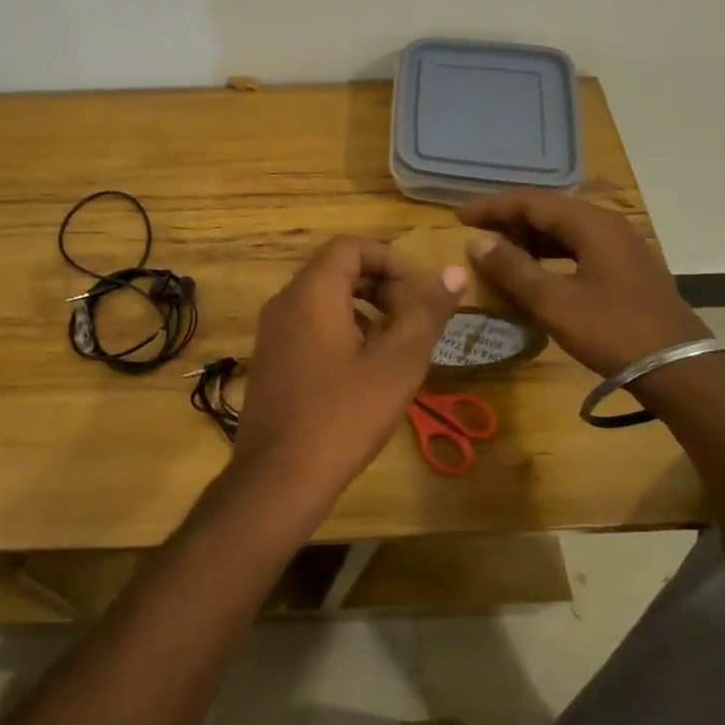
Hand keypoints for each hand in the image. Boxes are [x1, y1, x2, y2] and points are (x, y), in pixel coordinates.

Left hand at [235, 236, 465, 499]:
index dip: (390, 260)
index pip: (350, 247)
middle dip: (380, 286)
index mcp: (311, 292)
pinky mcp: (270, 360)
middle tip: (413, 320)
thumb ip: (426, 313)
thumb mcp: (397, 364)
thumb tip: (455, 272)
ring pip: (323, 300)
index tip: (420, 293)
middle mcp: (284, 302)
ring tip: (395, 348)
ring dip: (364, 310)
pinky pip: (308, 326)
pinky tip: (363, 372)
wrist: (278, 477)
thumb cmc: (343, 415)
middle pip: (336, 270)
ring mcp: (271, 332)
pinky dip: (341, 331)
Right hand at [459, 189, 709, 377]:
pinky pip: (577, 248)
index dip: (493, 207)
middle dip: (509, 220)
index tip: (459, 216)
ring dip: (528, 237)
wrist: (679, 370)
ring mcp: (621, 248)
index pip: (532, 202)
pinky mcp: (625, 270)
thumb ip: (512, 268)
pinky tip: (534, 271)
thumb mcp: (554, 302)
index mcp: (592, 225)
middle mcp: (608, 226)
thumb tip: (477, 242)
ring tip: (497, 252)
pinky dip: (548, 254)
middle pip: (549, 211)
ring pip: (564, 230)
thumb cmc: (612, 331)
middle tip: (475, 234)